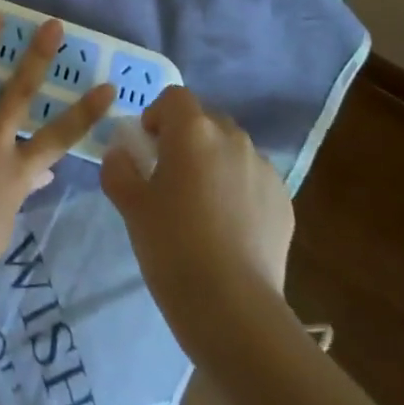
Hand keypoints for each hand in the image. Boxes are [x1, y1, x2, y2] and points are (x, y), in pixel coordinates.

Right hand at [100, 86, 296, 367]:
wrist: (233, 307)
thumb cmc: (172, 246)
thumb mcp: (131, 205)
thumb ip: (119, 168)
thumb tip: (121, 153)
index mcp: (193, 131)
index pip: (174, 97)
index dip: (157, 115)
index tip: (148, 147)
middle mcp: (233, 139)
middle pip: (205, 119)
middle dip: (187, 137)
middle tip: (171, 176)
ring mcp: (264, 169)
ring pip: (232, 149)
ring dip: (214, 161)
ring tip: (202, 205)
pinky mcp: (284, 200)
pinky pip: (253, 178)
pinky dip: (238, 188)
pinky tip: (228, 227)